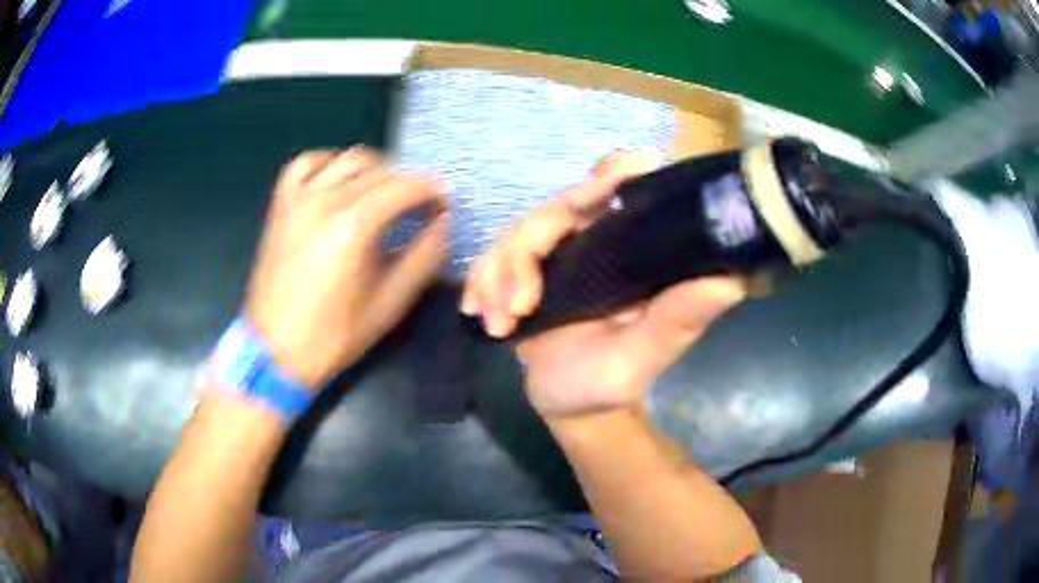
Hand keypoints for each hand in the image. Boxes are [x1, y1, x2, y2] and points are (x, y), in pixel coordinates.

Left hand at [245, 147, 448, 388]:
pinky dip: (329, 163)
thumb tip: (444, 222)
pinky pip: (307, 163)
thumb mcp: (391, 302)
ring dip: (375, 170)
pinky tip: (339, 181)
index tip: (444, 205)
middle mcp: (325, 199)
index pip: (406, 186)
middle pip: (381, 170)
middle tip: (420, 206)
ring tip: (384, 193)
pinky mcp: (281, 205)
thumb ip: (425, 256)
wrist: (275, 350)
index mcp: (354, 225)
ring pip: (347, 159)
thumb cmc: (334, 334)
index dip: (433, 191)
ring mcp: (299, 198)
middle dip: (408, 183)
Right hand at [461, 152, 744, 418]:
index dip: (614, 173)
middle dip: (524, 254)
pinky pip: (492, 260)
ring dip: (496, 277)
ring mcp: (556, 255)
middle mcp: (594, 241)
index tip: (616, 172)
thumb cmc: (612, 380)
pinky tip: (475, 314)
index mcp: (630, 252)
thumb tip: (732, 281)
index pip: (623, 191)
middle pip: (553, 210)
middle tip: (518, 304)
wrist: (570, 405)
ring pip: (515, 236)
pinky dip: (479, 284)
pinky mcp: (523, 272)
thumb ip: (679, 320)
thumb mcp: (646, 355)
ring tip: (499, 325)